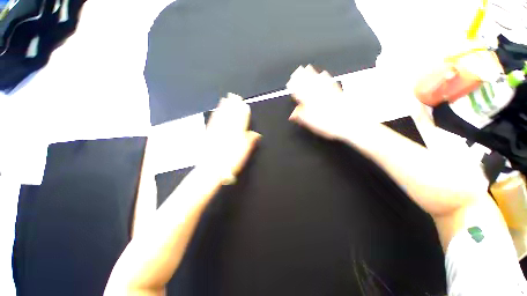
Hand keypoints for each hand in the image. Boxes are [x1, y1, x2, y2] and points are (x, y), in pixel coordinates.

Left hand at [202, 93, 260, 182]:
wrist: (211, 169)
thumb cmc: (230, 162)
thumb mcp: (244, 153)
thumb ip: (250, 141)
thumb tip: (256, 134)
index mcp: (236, 134)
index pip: (240, 120)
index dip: (243, 111)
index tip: (244, 104)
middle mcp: (226, 130)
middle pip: (230, 115)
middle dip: (233, 105)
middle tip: (234, 96)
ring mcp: (216, 131)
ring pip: (221, 116)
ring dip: (224, 107)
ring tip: (225, 99)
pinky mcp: (209, 134)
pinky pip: (213, 121)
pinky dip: (215, 114)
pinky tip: (215, 111)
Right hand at [286, 65, 349, 139]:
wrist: (347, 121)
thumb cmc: (328, 123)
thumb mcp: (309, 122)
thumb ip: (299, 116)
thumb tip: (292, 114)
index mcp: (310, 101)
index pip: (299, 91)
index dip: (294, 87)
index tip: (290, 82)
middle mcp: (318, 94)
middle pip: (308, 83)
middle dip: (301, 76)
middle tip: (297, 70)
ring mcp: (328, 91)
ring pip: (317, 80)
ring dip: (312, 73)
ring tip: (308, 67)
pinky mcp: (337, 92)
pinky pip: (329, 81)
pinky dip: (325, 76)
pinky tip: (324, 73)